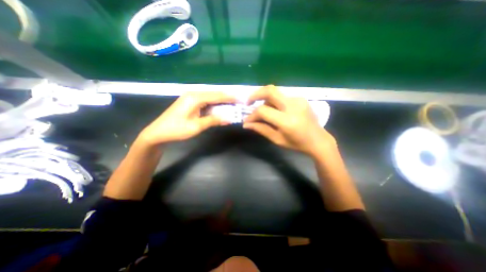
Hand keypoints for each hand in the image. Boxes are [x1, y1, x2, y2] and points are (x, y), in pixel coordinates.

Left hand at [138, 91, 236, 144]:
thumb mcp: (196, 126)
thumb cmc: (177, 130)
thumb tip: (229, 119)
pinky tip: (220, 107)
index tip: (241, 99)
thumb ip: (213, 120)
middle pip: (214, 94)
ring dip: (221, 101)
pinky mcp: (190, 102)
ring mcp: (191, 97)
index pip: (217, 96)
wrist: (158, 132)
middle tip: (239, 101)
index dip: (230, 97)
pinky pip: (206, 101)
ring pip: (210, 97)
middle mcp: (194, 94)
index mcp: (195, 98)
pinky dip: (214, 104)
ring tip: (233, 104)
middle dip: (227, 98)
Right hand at [243, 85, 338, 156]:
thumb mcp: (277, 139)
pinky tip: (275, 111)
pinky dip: (274, 101)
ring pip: (275, 93)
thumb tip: (246, 124)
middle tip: (249, 102)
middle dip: (255, 94)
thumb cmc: (297, 144)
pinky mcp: (300, 98)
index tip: (246, 120)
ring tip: (263, 111)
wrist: (318, 140)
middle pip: (270, 91)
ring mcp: (298, 100)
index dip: (252, 115)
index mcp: (287, 121)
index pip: (263, 111)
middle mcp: (293, 106)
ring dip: (265, 99)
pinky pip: (282, 96)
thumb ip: (261, 129)